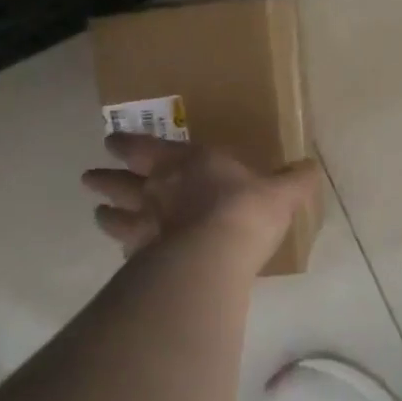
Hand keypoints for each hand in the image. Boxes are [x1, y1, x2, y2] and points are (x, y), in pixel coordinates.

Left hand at [81, 134, 320, 265]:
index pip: (146, 148)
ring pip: (116, 216)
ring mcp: (145, 224)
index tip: (111, 142)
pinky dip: (122, 251)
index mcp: (185, 163)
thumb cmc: (246, 210)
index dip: (127, 145)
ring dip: (106, 213)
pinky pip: (127, 252)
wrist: (218, 252)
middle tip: (89, 177)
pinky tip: (122, 256)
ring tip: (98, 213)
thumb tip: (312, 166)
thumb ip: (294, 180)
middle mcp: (157, 189)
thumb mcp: (280, 192)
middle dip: (105, 178)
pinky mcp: (144, 258)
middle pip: (121, 181)